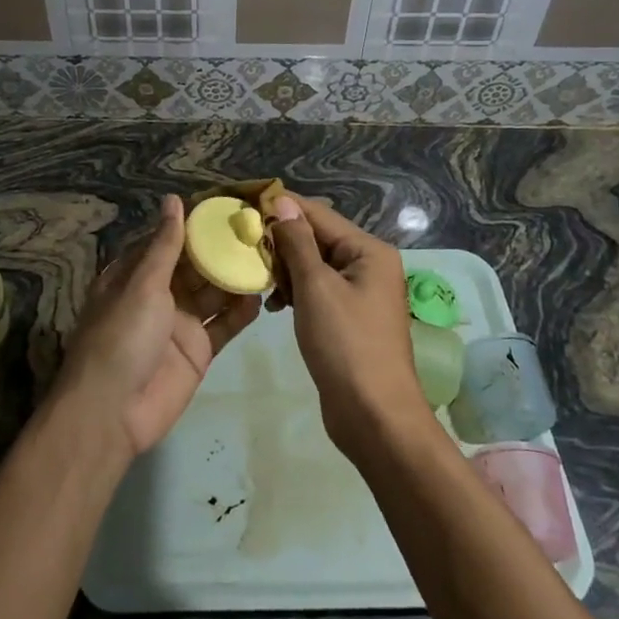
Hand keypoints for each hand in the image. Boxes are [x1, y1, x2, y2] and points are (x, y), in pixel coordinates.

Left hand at [55, 195, 260, 456]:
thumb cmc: (121, 336)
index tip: (227, 206)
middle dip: (222, 249)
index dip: (194, 225)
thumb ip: (165, 245)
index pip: (168, 241)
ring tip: (268, 255)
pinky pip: (223, 325)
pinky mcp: (198, 350)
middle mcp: (157, 295)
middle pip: (194, 266)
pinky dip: (240, 311)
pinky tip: (261, 295)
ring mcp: (179, 323)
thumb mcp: (142, 284)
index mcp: (134, 275)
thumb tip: (173, 200)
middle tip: (259, 227)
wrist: (113, 412)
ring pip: (212, 293)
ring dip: (235, 277)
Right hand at [269, 194, 428, 452]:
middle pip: (318, 238)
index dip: (282, 208)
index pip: (319, 215)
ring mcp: (361, 293)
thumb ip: (297, 243)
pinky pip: (318, 290)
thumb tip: (282, 202)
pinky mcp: (349, 318)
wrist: (374, 416)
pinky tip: (274, 304)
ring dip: (286, 268)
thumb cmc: (345, 345)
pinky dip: (296, 292)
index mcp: (369, 251)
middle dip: (282, 241)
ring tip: (257, 278)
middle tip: (243, 245)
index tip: (244, 204)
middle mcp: (369, 265)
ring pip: (315, 265)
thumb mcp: (316, 288)